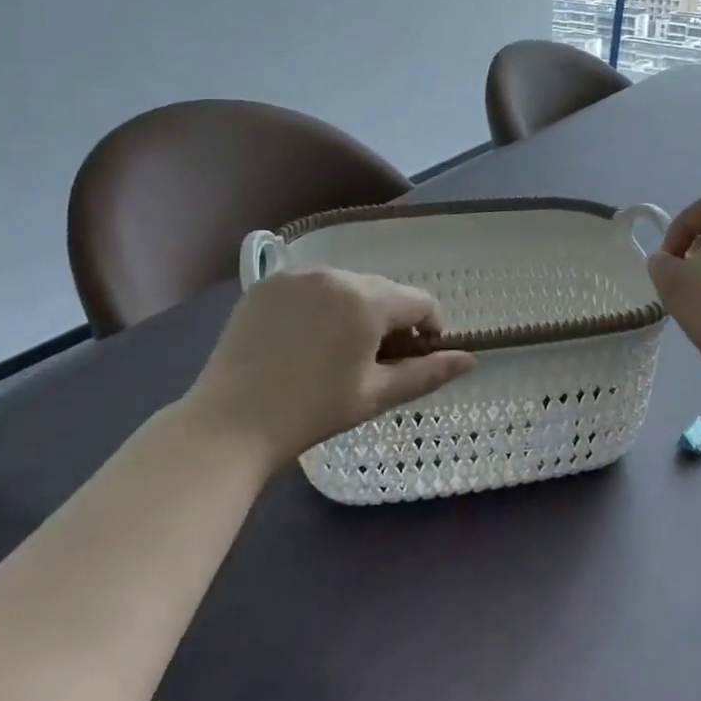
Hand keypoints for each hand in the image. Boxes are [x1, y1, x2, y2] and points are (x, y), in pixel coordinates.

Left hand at [177, 270, 474, 465]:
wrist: (229, 425)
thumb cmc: (313, 412)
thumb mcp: (376, 395)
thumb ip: (428, 372)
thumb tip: (471, 360)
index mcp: (367, 300)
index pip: (419, 302)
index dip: (429, 329)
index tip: (417, 358)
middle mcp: (335, 275)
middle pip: (384, 291)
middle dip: (392, 321)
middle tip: (377, 362)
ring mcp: (297, 276)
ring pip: (348, 286)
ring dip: (358, 311)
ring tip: (340, 353)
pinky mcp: (267, 285)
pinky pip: (312, 288)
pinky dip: (322, 307)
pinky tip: (306, 342)